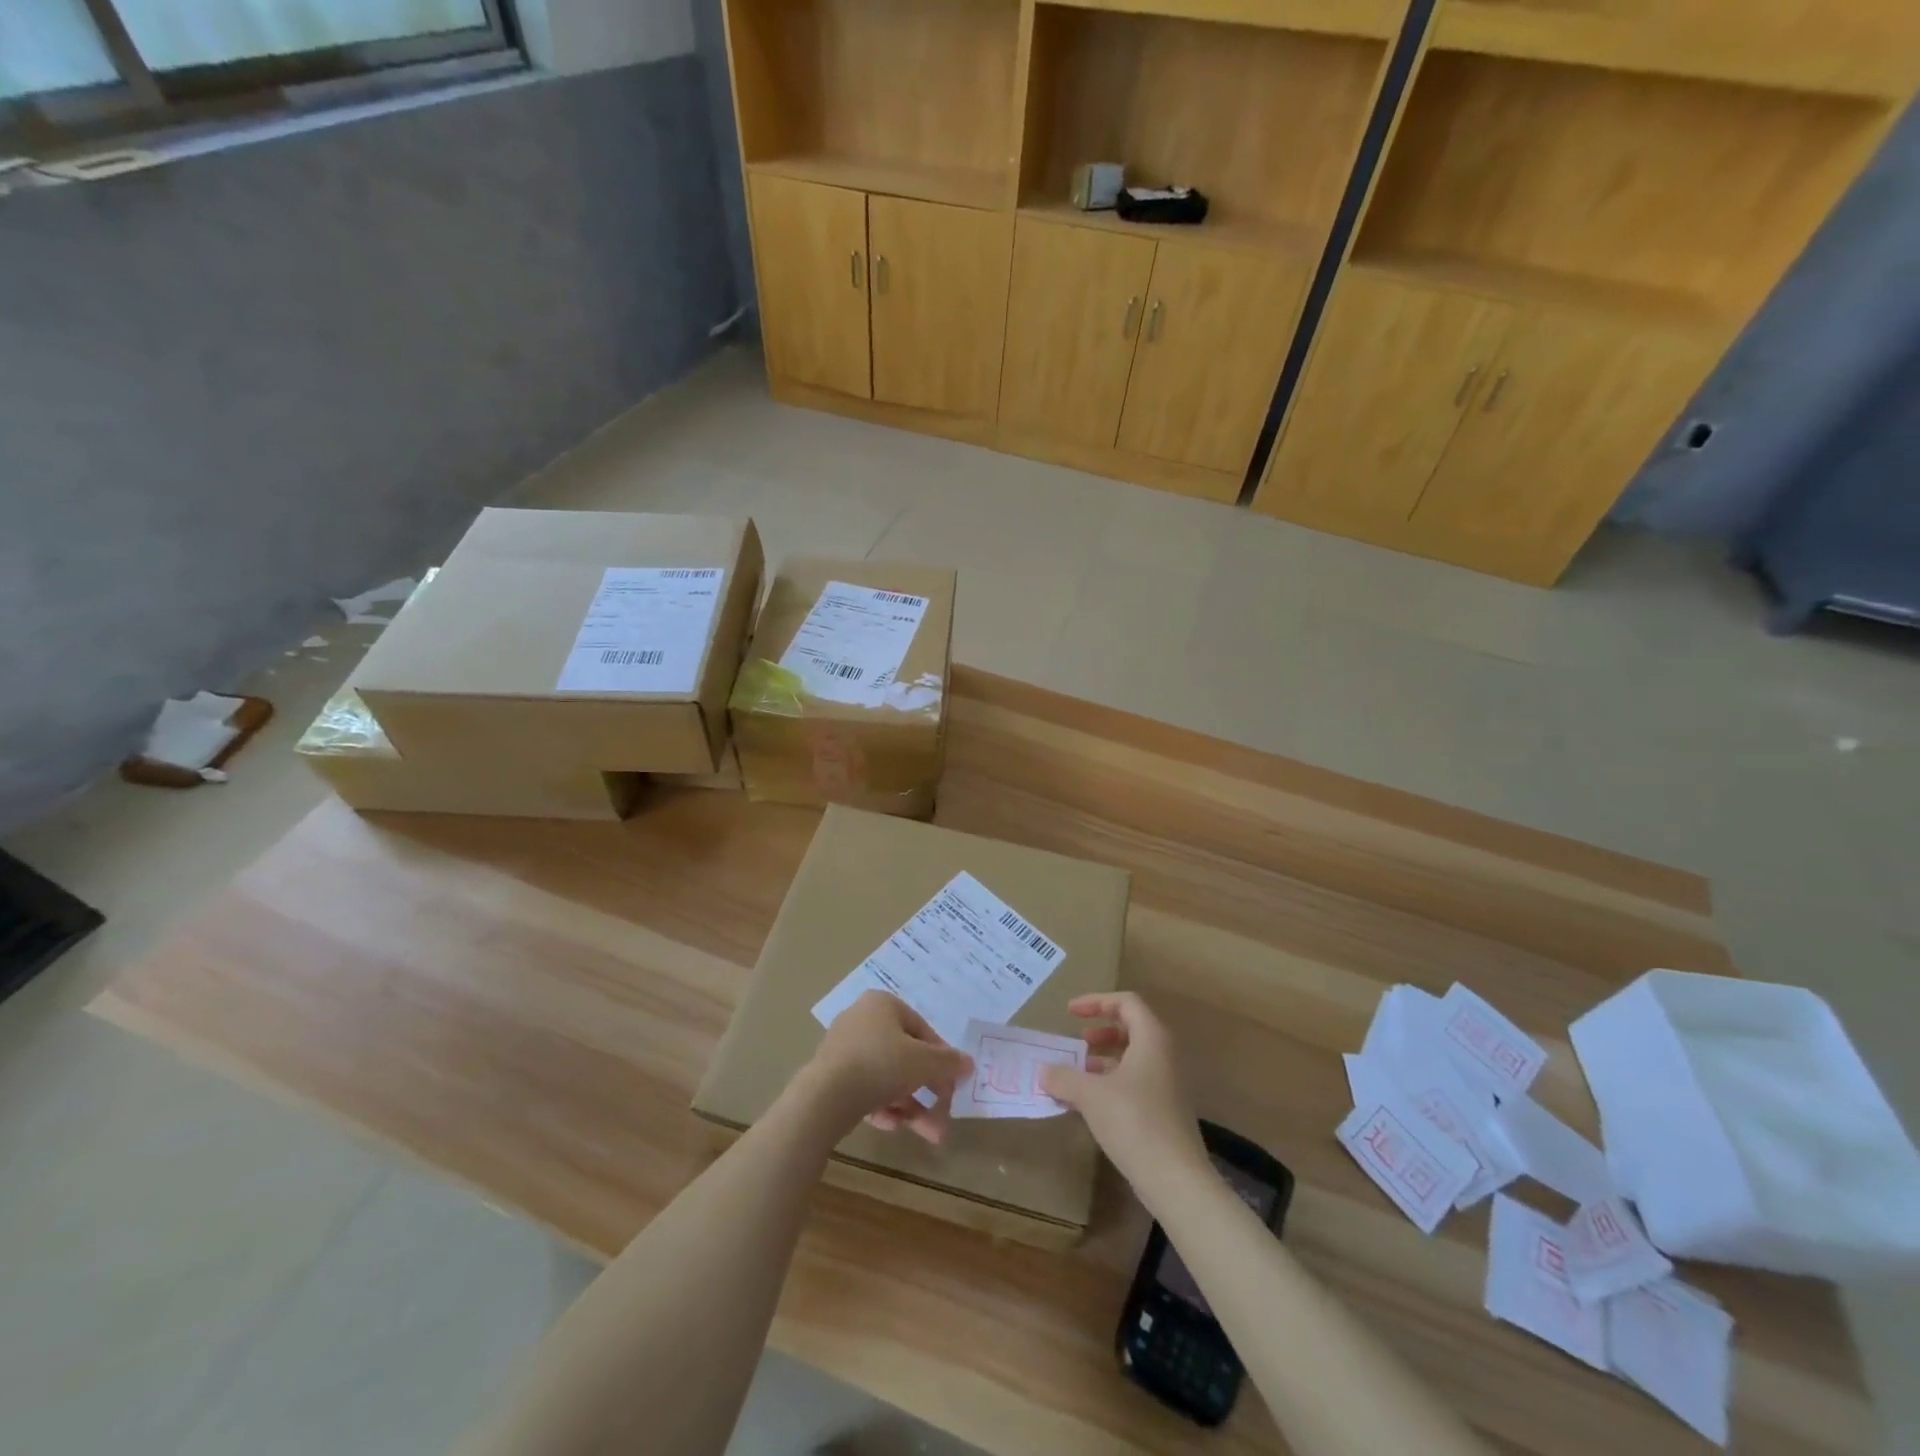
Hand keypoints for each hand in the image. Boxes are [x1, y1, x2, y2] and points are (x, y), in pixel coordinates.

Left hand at [801, 991, 971, 1144]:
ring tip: (931, 1134)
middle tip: (945, 1112)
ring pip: (887, 1077)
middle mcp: (861, 1020)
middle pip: (904, 1056)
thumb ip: (948, 1062)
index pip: (921, 1028)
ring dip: (911, 1106)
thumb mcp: (924, 1062)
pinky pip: (866, 1090)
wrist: (825, 1096)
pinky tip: (894, 1127)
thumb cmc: (881, 1064)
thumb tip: (968, 1063)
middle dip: (928, 1089)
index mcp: (882, 1005)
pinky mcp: (832, 1077)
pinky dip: (884, 1108)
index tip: (953, 1082)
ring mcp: (844, 1050)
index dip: (941, 1056)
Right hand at [1040, 993, 1207, 1183]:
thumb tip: (1044, 1072)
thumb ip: (1064, 1077)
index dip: (1096, 1002)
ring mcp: (1168, 1084)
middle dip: (1102, 1031)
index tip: (1070, 1013)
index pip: (1126, 1002)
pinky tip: (1090, 1105)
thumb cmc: (1133, 1122)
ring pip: (1133, 1058)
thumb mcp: (1090, 1095)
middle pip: (1132, 1028)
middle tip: (1079, 1040)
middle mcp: (1164, 1055)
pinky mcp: (1166, 1110)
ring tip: (1077, 1076)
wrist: (1175, 1179)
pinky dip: (1112, 1083)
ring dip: (1104, 1060)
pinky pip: (1136, 1082)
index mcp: (1152, 1039)